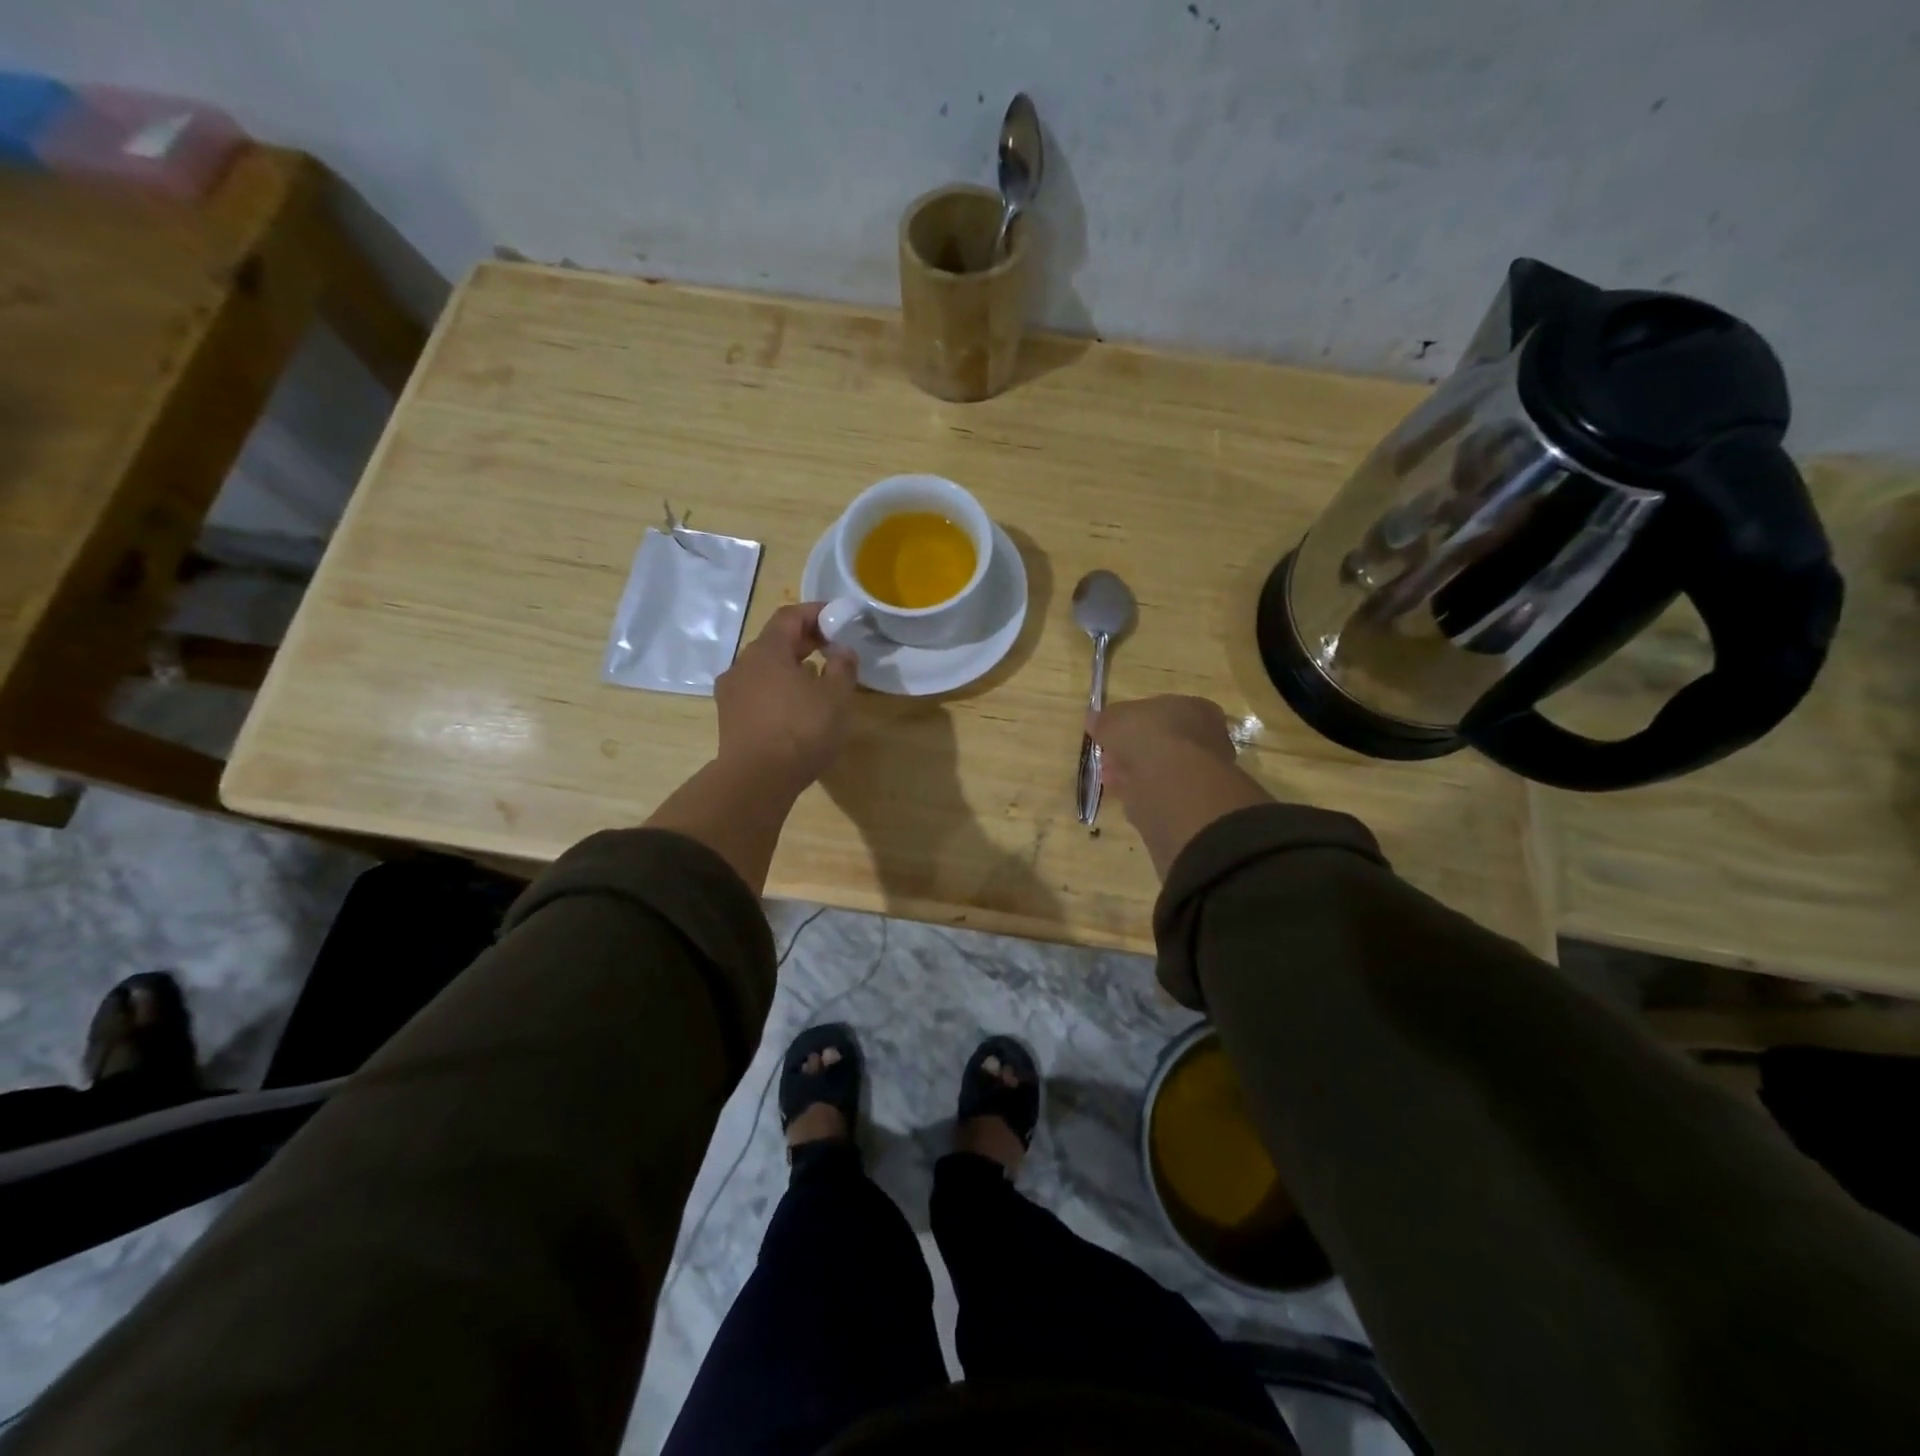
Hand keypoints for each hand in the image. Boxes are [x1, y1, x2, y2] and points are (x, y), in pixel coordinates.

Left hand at [714, 603, 857, 792]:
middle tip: (832, 648)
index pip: (789, 616)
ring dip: (790, 666)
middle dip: (804, 640)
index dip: (815, 612)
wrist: (756, 780)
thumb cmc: (800, 730)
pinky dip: (778, 689)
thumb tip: (842, 651)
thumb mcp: (836, 697)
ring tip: (817, 679)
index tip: (838, 618)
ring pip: (764, 668)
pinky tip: (796, 707)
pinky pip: (757, 691)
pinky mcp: (730, 718)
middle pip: (774, 641)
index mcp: (766, 650)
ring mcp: (731, 693)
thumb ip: (842, 667)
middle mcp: (742, 664)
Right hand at [1089, 695, 1270, 877]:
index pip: (1160, 711)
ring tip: (1109, 780)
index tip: (1109, 735)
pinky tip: (1125, 798)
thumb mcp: (1115, 720)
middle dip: (1131, 751)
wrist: (1177, 788)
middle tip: (1107, 759)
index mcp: (1194, 708)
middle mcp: (1207, 737)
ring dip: (1133, 774)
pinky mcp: (1196, 803)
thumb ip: (1104, 719)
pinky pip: (1162, 794)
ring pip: (1160, 770)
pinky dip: (1143, 796)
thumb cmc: (1150, 739)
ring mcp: (1205, 772)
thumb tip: (1094, 719)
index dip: (1131, 723)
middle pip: (1160, 743)